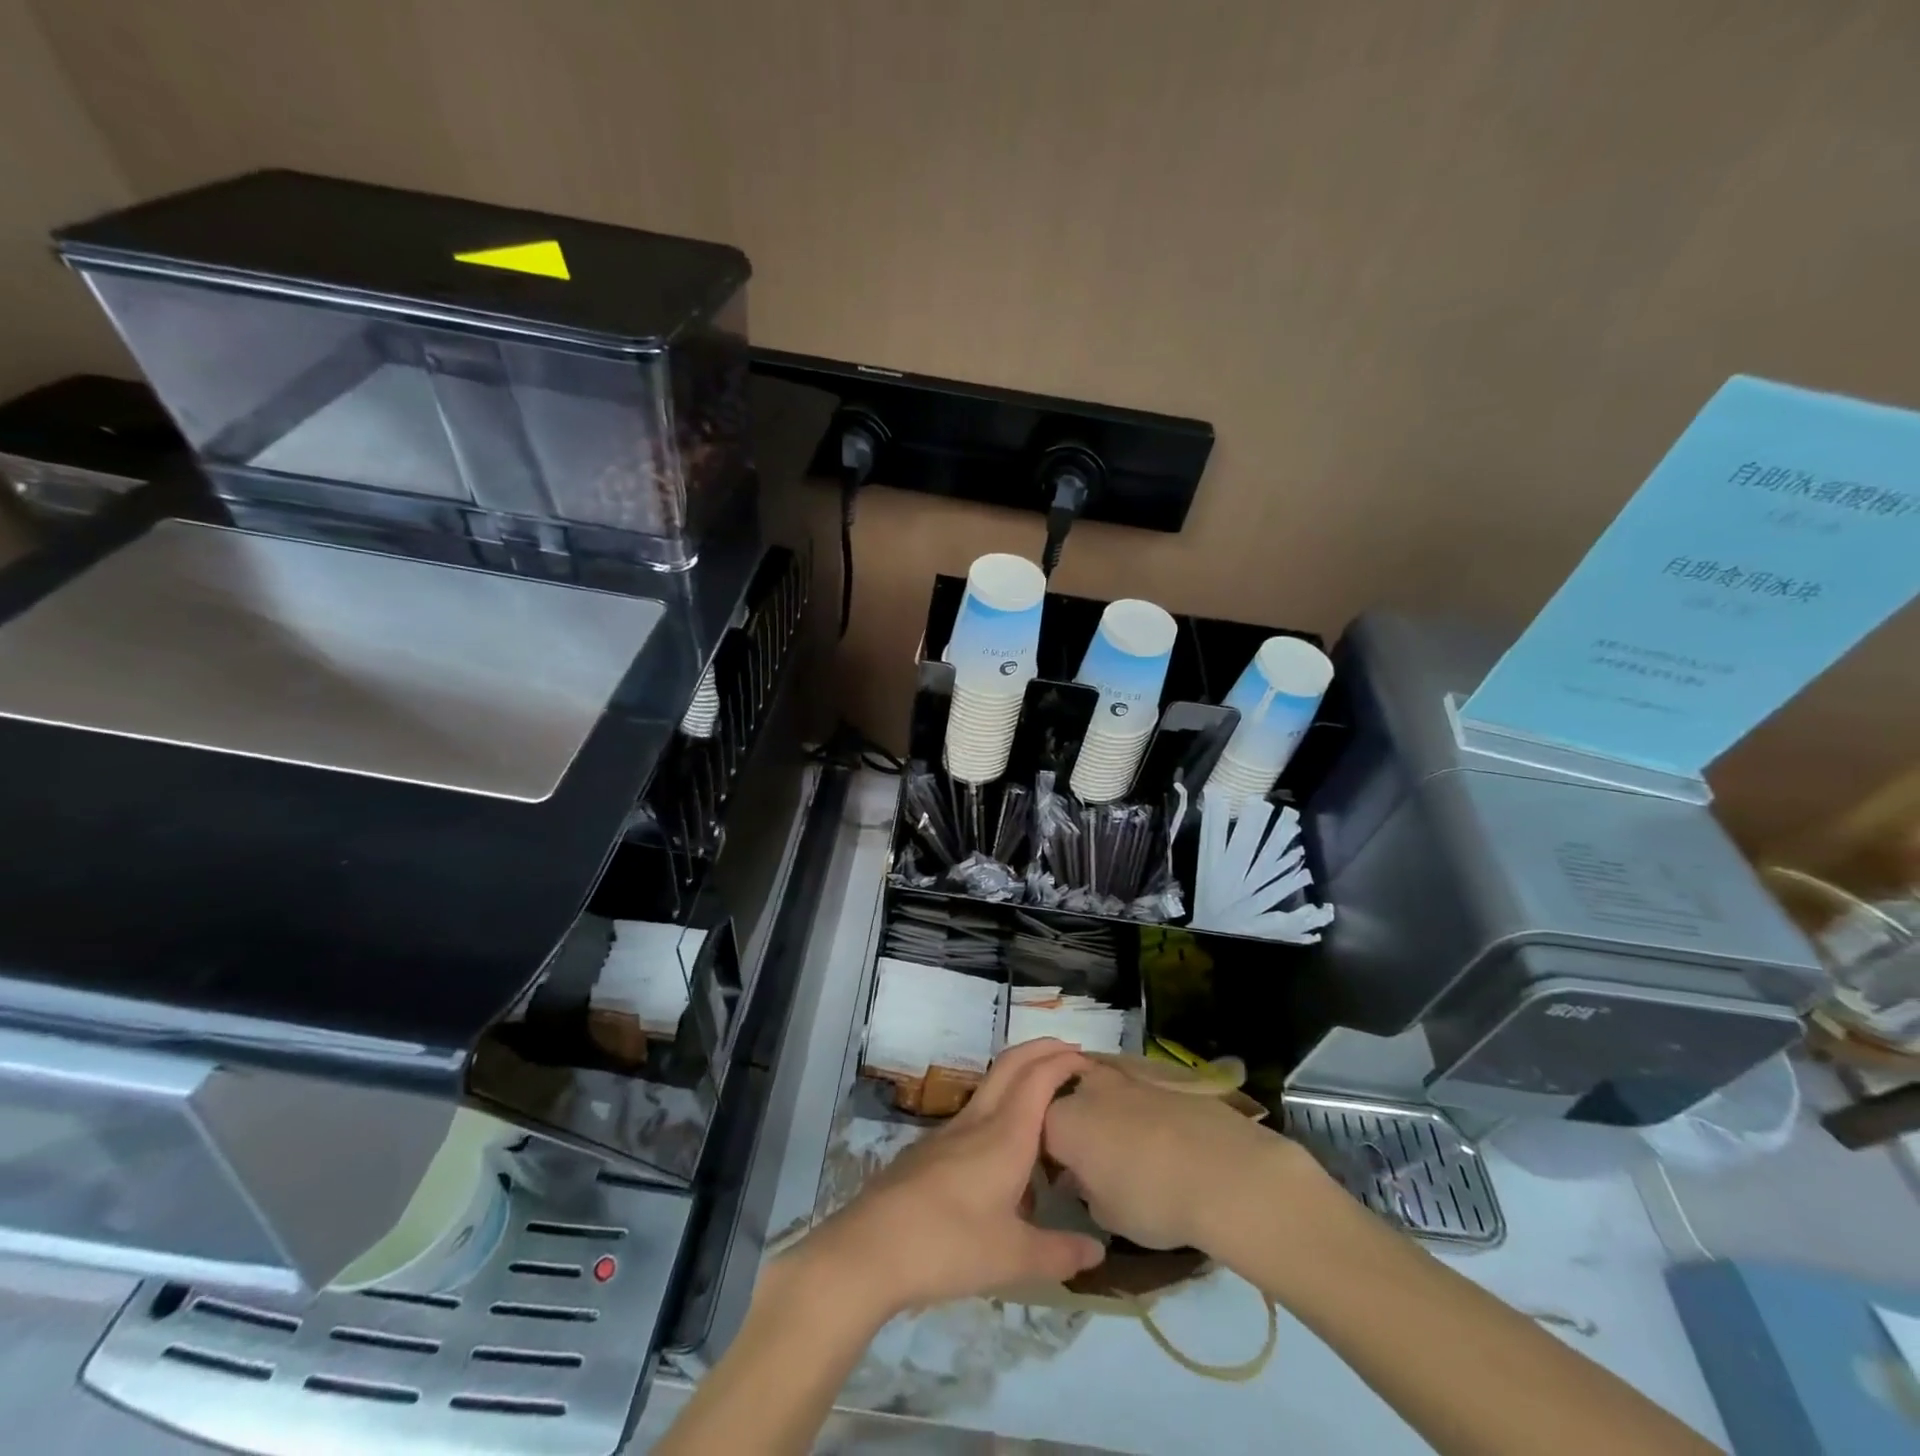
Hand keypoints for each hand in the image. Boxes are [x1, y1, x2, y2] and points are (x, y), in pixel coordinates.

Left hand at [786, 1039, 1105, 1317]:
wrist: (872, 1246)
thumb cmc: (950, 1244)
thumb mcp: (1013, 1258)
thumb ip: (1059, 1253)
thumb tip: (1097, 1253)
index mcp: (1006, 1134)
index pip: (1040, 1077)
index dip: (1065, 1061)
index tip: (1090, 1061)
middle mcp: (980, 1120)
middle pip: (1012, 1063)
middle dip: (1043, 1049)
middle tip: (1071, 1054)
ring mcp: (951, 1131)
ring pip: (992, 1084)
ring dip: (1020, 1075)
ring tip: (1046, 1098)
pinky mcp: (931, 1148)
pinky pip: (976, 1112)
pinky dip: (1000, 1106)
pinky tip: (1006, 1149)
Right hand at [1043, 1061, 1324, 1253]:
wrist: (1226, 1171)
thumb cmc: (1153, 1199)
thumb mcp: (1107, 1216)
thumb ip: (1085, 1193)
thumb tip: (1085, 1180)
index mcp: (1061, 1120)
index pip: (1034, 1134)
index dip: (1045, 1159)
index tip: (1059, 1183)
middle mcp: (1087, 1087)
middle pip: (1068, 1102)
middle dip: (1075, 1128)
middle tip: (1091, 1165)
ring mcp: (1127, 1076)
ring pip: (1104, 1093)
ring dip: (1109, 1118)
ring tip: (1130, 1154)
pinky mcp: (1163, 1077)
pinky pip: (1139, 1095)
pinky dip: (1143, 1115)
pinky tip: (1163, 1144)